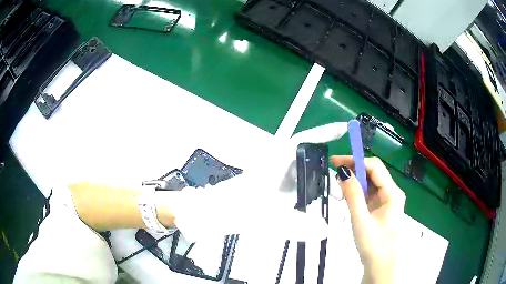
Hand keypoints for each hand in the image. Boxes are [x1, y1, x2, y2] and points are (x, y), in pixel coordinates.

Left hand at [158, 122, 348, 242]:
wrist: (208, 212)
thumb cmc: (231, 208)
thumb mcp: (264, 218)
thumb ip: (296, 226)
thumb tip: (326, 230)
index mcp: (274, 162)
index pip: (304, 141)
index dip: (324, 133)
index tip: (343, 127)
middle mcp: (276, 165)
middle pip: (308, 159)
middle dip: (327, 171)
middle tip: (342, 190)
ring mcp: (273, 177)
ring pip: (302, 174)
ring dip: (319, 183)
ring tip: (334, 199)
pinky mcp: (270, 189)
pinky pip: (295, 186)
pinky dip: (308, 193)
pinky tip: (315, 205)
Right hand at [331, 156, 405, 283]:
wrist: (381, 266)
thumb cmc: (373, 245)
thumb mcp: (360, 220)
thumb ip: (352, 195)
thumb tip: (343, 171)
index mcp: (392, 193)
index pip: (375, 167)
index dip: (356, 161)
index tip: (336, 162)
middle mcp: (392, 193)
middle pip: (373, 172)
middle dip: (354, 169)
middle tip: (334, 172)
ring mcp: (387, 201)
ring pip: (371, 183)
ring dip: (355, 181)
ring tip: (338, 184)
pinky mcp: (381, 208)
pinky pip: (369, 194)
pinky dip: (358, 192)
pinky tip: (347, 195)